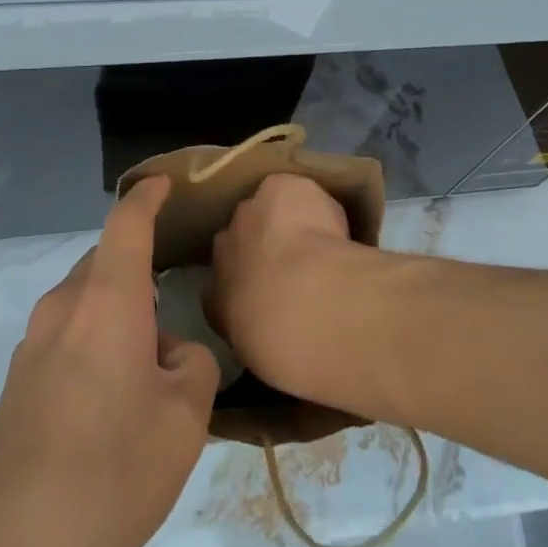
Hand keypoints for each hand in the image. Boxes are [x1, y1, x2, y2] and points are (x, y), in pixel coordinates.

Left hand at [0, 178, 217, 546]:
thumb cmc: (113, 469)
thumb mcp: (185, 418)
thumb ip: (192, 364)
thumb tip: (169, 352)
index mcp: (105, 300)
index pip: (127, 223)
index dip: (148, 196)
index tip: (166, 183)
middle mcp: (62, 308)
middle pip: (104, 264)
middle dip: (137, 270)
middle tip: (171, 300)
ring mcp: (30, 347)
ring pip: (83, 304)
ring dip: (115, 315)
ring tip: (146, 364)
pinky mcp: (14, 386)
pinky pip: (64, 340)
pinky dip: (92, 345)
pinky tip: (108, 402)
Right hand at [210, 172, 368, 399]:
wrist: (302, 303)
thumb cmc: (284, 346)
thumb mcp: (266, 358)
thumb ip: (264, 336)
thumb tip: (277, 332)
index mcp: (215, 298)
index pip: (222, 285)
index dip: (248, 284)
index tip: (273, 294)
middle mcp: (222, 250)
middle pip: (240, 239)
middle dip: (263, 247)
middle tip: (297, 266)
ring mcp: (247, 213)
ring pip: (265, 211)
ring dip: (285, 222)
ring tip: (320, 241)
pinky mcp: (276, 188)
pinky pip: (293, 191)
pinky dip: (311, 202)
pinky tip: (332, 221)